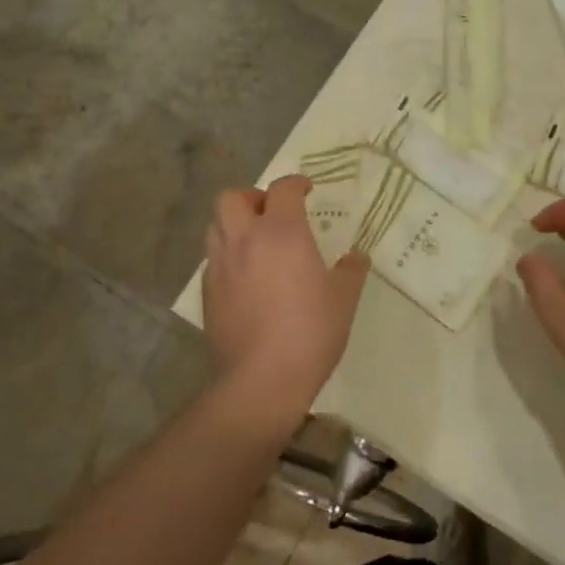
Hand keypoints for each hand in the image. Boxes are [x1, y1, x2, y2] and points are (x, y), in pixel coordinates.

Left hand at [202, 176, 368, 429]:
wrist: (262, 380)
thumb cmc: (310, 331)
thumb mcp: (344, 299)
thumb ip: (351, 271)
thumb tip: (356, 257)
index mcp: (281, 232)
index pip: (282, 189)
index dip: (295, 183)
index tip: (307, 190)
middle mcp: (245, 240)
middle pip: (232, 198)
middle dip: (252, 197)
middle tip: (272, 213)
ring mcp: (221, 266)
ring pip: (216, 226)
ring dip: (235, 224)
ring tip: (256, 243)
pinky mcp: (207, 293)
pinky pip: (213, 260)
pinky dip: (228, 257)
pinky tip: (246, 278)